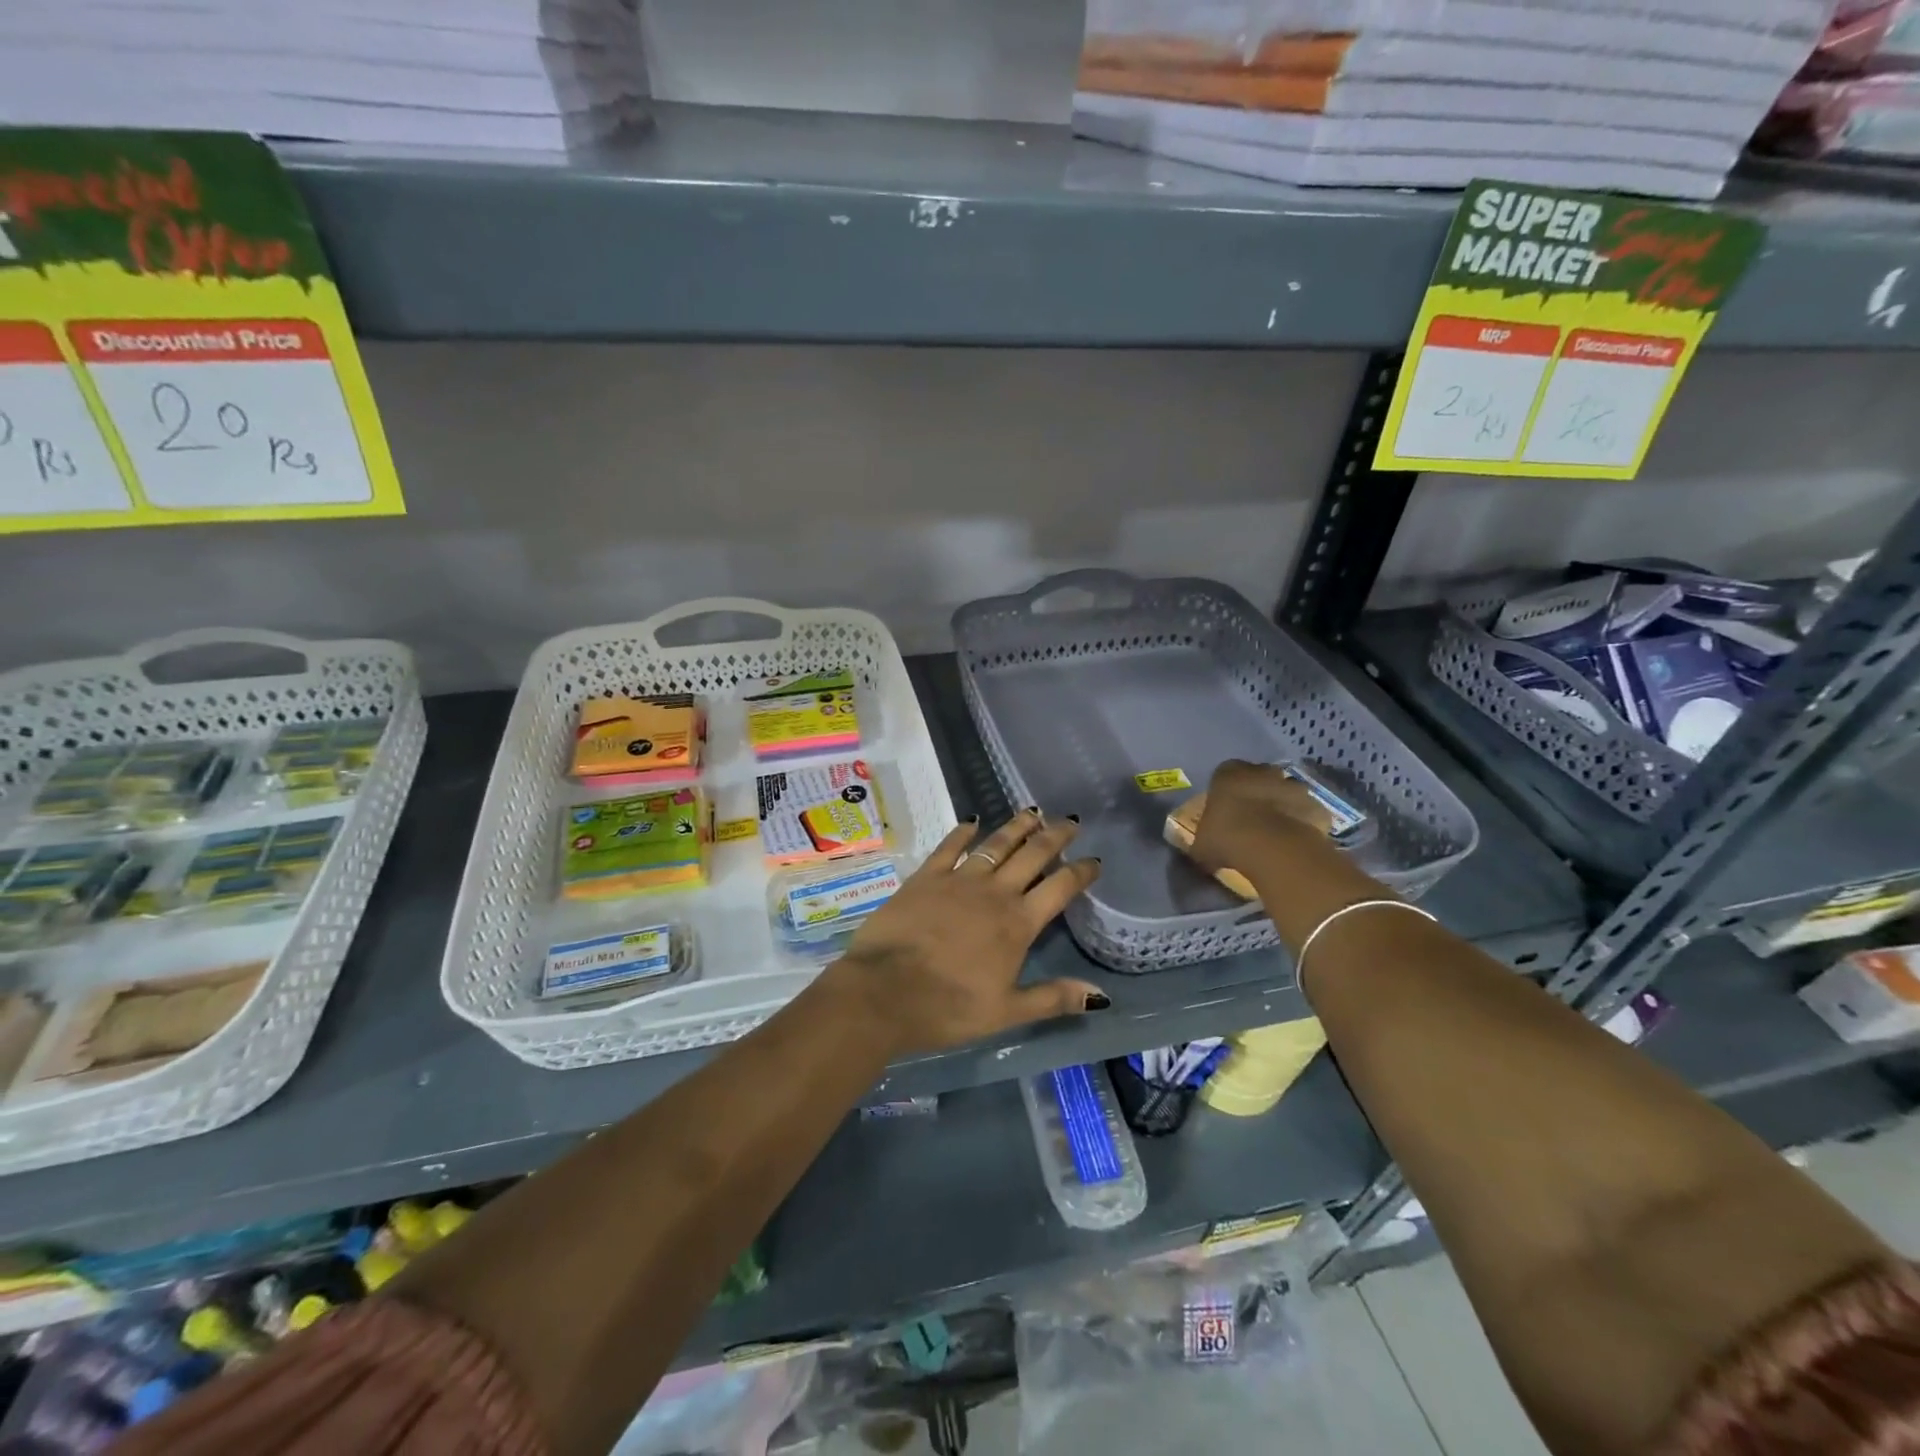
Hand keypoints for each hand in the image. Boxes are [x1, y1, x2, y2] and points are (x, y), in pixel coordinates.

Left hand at [823, 809, 1105, 1057]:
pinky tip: (971, 822)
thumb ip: (1053, 998)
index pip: (1059, 888)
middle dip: (1054, 836)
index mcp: (1018, 924)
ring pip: (995, 844)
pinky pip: (949, 847)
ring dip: (1017, 827)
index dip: (1080, 872)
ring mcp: (958, 880)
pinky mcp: (926, 877)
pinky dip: (962, 832)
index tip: (1095, 861)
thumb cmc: (949, 1008)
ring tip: (1033, 812)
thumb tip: (1100, 994)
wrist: (884, 992)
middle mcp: (994, 893)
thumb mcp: (1006, 1012)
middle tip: (1069, 821)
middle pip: (1032, 855)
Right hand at [1189, 760, 1337, 879]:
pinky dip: (1302, 823)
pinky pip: (1307, 812)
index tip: (1224, 812)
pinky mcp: (1316, 805)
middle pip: (1258, 778)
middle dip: (1256, 794)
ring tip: (1273, 833)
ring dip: (1281, 807)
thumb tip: (1202, 850)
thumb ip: (1203, 841)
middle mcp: (1262, 771)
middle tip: (1249, 821)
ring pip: (1285, 792)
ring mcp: (1293, 786)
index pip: (1224, 774)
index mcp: (1228, 773)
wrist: (1274, 848)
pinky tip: (1294, 842)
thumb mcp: (1202, 844)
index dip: (1225, 793)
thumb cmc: (1228, 837)